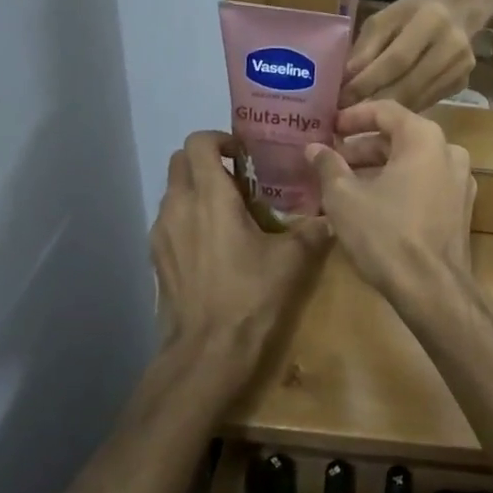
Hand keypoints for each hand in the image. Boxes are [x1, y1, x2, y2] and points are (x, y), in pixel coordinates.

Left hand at [150, 131, 329, 404]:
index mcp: (210, 197)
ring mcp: (161, 233)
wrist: (207, 352)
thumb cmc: (250, 297)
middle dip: (207, 160)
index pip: (198, 142)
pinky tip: (215, 242)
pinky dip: (188, 216)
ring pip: (173, 191)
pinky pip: (170, 220)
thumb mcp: (292, 260)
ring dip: (198, 188)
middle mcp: (178, 206)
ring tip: (230, 210)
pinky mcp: (156, 258)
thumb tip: (335, 213)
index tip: (247, 154)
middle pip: (180, 161)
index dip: (221, 139)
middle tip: (241, 177)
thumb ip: (314, 229)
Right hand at [307, 101, 474, 287]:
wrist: (432, 288)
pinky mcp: (460, 208)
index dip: (354, 117)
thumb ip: (328, 165)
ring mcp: (460, 181)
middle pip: (400, 137)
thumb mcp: (344, 198)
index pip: (386, 110)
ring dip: (379, 168)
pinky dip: (399, 185)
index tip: (329, 127)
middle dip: (363, 148)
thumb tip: (314, 147)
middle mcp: (449, 151)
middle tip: (332, 160)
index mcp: (424, 138)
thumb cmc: (385, 233)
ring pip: (413, 163)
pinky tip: (373, 204)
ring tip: (345, 184)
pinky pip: (425, 184)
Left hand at [341, 0, 477, 109]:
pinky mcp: (463, 83)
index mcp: (431, 20)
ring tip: (361, 117)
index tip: (342, 98)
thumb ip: (366, 48)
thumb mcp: (385, 18)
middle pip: (409, 84)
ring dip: (387, 110)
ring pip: (418, 99)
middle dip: (374, 101)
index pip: (396, 59)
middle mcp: (452, 45)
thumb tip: (346, 81)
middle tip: (348, 115)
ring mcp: (461, 67)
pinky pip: (427, 102)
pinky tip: (387, 111)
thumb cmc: (413, 12)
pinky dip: (404, 109)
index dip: (367, 82)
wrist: (457, 10)